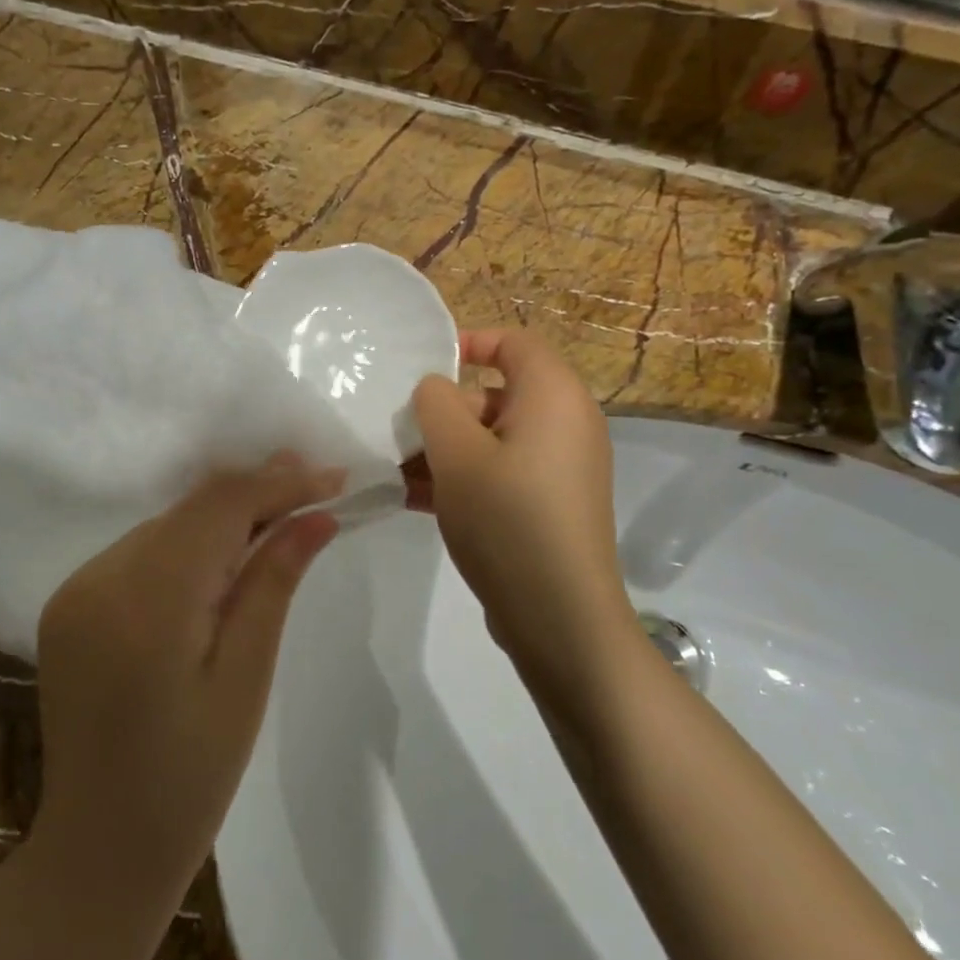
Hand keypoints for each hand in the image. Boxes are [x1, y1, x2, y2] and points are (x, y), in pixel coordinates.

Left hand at [34, 454, 341, 901]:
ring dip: (221, 519)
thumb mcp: (246, 677)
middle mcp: (99, 578)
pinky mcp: (68, 604)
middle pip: (190, 510)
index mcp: (146, 601)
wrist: (101, 846)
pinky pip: (139, 554)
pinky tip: (220, 561)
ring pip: (164, 526)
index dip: (278, 483)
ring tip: (279, 517)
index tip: (333, 478)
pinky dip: (185, 546)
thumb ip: (273, 583)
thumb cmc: (192, 776)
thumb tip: (316, 514)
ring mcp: (75, 589)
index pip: (219, 508)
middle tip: (316, 485)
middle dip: (254, 493)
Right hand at [410, 331, 636, 711]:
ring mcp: (558, 468)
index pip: (514, 342)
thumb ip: (436, 404)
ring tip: (394, 473)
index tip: (422, 367)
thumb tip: (436, 388)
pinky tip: (414, 500)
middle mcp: (565, 424)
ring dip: (444, 451)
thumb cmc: (507, 519)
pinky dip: (463, 479)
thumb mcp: (457, 454)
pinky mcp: (547, 505)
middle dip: (442, 411)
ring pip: (491, 439)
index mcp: (554, 396)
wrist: (560, 617)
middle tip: (397, 434)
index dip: (468, 342)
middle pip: (496, 394)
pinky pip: (500, 474)